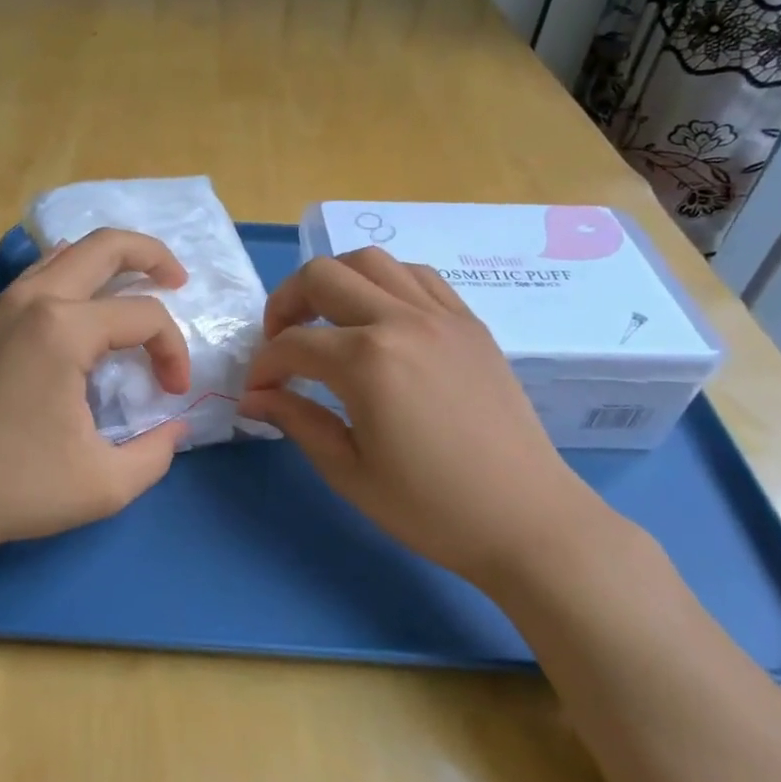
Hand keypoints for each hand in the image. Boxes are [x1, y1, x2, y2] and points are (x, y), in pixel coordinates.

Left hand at [0, 229, 192, 565]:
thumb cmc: (14, 489)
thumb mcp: (105, 484)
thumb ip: (156, 454)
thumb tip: (175, 428)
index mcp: (63, 330)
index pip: (143, 316)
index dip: (173, 350)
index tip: (173, 393)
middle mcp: (31, 301)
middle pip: (104, 246)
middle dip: (151, 255)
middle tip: (179, 280)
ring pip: (64, 253)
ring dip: (107, 260)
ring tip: (135, 284)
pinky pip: (36, 277)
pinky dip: (70, 277)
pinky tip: (80, 310)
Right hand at [238, 247, 614, 587]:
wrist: (527, 520)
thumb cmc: (431, 508)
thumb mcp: (349, 471)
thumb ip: (296, 421)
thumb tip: (253, 398)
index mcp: (368, 362)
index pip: (292, 345)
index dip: (263, 367)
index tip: (257, 392)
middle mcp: (401, 321)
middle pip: (323, 276)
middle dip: (285, 303)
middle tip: (280, 342)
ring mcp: (441, 315)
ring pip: (371, 261)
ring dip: (334, 281)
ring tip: (325, 319)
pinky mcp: (469, 322)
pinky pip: (417, 275)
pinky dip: (384, 282)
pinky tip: (379, 317)